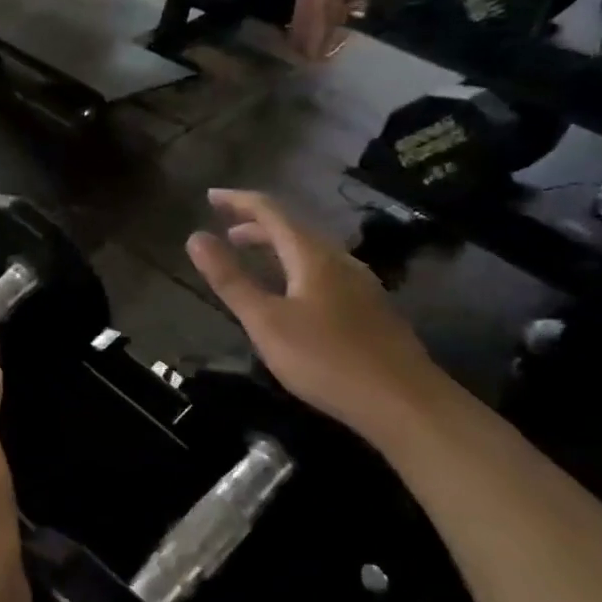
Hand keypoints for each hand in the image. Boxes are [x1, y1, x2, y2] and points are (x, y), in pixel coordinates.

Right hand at [186, 190, 446, 440]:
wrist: (405, 404)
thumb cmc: (326, 360)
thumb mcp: (265, 321)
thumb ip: (230, 279)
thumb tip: (195, 237)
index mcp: (312, 256)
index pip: (271, 212)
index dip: (239, 201)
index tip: (210, 196)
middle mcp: (340, 260)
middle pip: (294, 229)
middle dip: (256, 226)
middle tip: (226, 233)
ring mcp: (361, 284)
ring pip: (311, 252)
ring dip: (277, 248)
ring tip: (253, 259)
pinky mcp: (371, 309)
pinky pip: (325, 272)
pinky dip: (297, 268)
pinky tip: (294, 294)